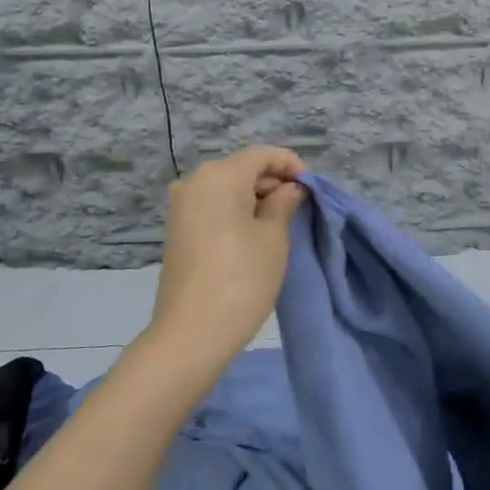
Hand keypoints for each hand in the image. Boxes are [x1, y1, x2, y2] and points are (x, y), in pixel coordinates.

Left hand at [142, 146, 306, 381]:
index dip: (291, 165)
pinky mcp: (177, 230)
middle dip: (272, 182)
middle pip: (242, 168)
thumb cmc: (241, 278)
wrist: (191, 334)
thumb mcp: (274, 237)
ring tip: (281, 222)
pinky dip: (235, 212)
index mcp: (220, 175)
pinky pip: (213, 207)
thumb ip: (283, 203)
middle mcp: (195, 182)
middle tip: (300, 207)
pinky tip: (254, 234)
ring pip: (227, 188)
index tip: (311, 188)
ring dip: (255, 198)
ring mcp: (182, 206)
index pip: (263, 154)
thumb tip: (288, 189)